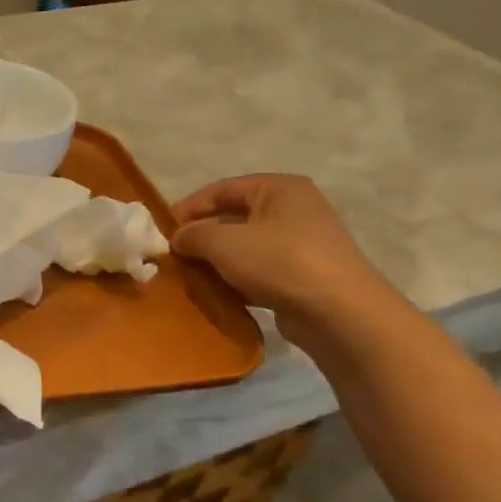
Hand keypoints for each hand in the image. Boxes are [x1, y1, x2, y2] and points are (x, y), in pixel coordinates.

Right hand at [171, 174, 400, 348]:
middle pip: (233, 217)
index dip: (189, 207)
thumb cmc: (280, 262)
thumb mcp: (224, 243)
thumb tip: (177, 238)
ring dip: (216, 260)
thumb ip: (193, 235)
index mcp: (278, 189)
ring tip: (188, 276)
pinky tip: (216, 293)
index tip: (162, 231)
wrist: (339, 312)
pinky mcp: (301, 275)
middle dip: (201, 236)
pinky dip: (236, 279)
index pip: (222, 189)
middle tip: (173, 256)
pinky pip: (258, 270)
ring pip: (244, 246)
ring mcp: (300, 243)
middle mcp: (292, 209)